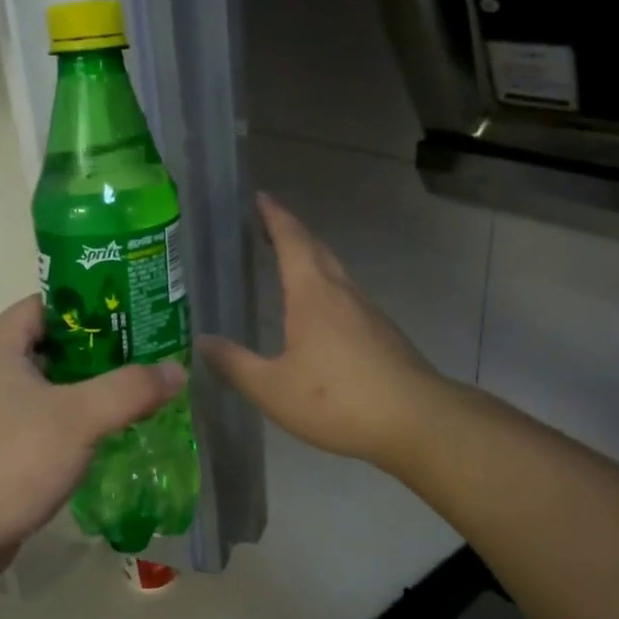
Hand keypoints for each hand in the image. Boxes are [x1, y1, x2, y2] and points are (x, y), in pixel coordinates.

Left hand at [0, 296, 185, 574]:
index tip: (132, 318)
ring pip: (45, 382)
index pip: (47, 304)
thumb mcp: (78, 419)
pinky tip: (102, 429)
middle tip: (143, 356)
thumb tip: (176, 369)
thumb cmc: (12, 460)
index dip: (90, 308)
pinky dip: (68, 415)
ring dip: (85, 386)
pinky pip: (37, 414)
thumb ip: (130, 389)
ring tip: (132, 390)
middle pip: (50, 343)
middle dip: (97, 349)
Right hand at [200, 192, 441, 469]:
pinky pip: (347, 297)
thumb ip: (235, 364)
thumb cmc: (337, 400)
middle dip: (292, 232)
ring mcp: (368, 312)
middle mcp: (342, 293)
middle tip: (267, 225)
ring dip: (311, 259)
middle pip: (317, 249)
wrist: (416, 421)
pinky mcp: (383, 334)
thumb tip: (203, 341)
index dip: (274, 217)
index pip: (291, 241)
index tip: (259, 197)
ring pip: (336, 272)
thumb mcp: (272, 389)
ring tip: (288, 264)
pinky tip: (319, 314)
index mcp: (312, 295)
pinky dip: (326, 288)